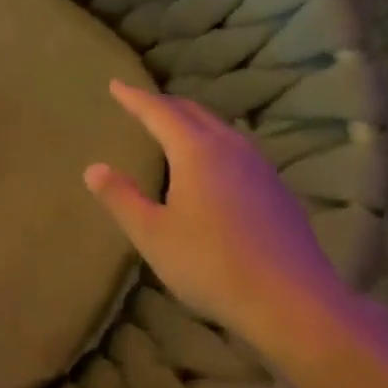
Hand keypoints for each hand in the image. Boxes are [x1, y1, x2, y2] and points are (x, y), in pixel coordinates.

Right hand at [85, 79, 352, 352]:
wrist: (292, 302)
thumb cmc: (212, 265)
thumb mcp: (153, 235)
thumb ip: (121, 198)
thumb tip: (94, 168)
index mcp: (197, 151)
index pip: (159, 112)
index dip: (135, 98)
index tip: (115, 85)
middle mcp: (231, 148)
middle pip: (193, 112)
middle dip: (164, 104)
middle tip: (141, 103)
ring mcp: (260, 167)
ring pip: (220, 128)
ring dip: (192, 121)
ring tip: (174, 127)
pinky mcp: (277, 190)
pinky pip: (237, 149)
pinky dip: (213, 142)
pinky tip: (213, 165)